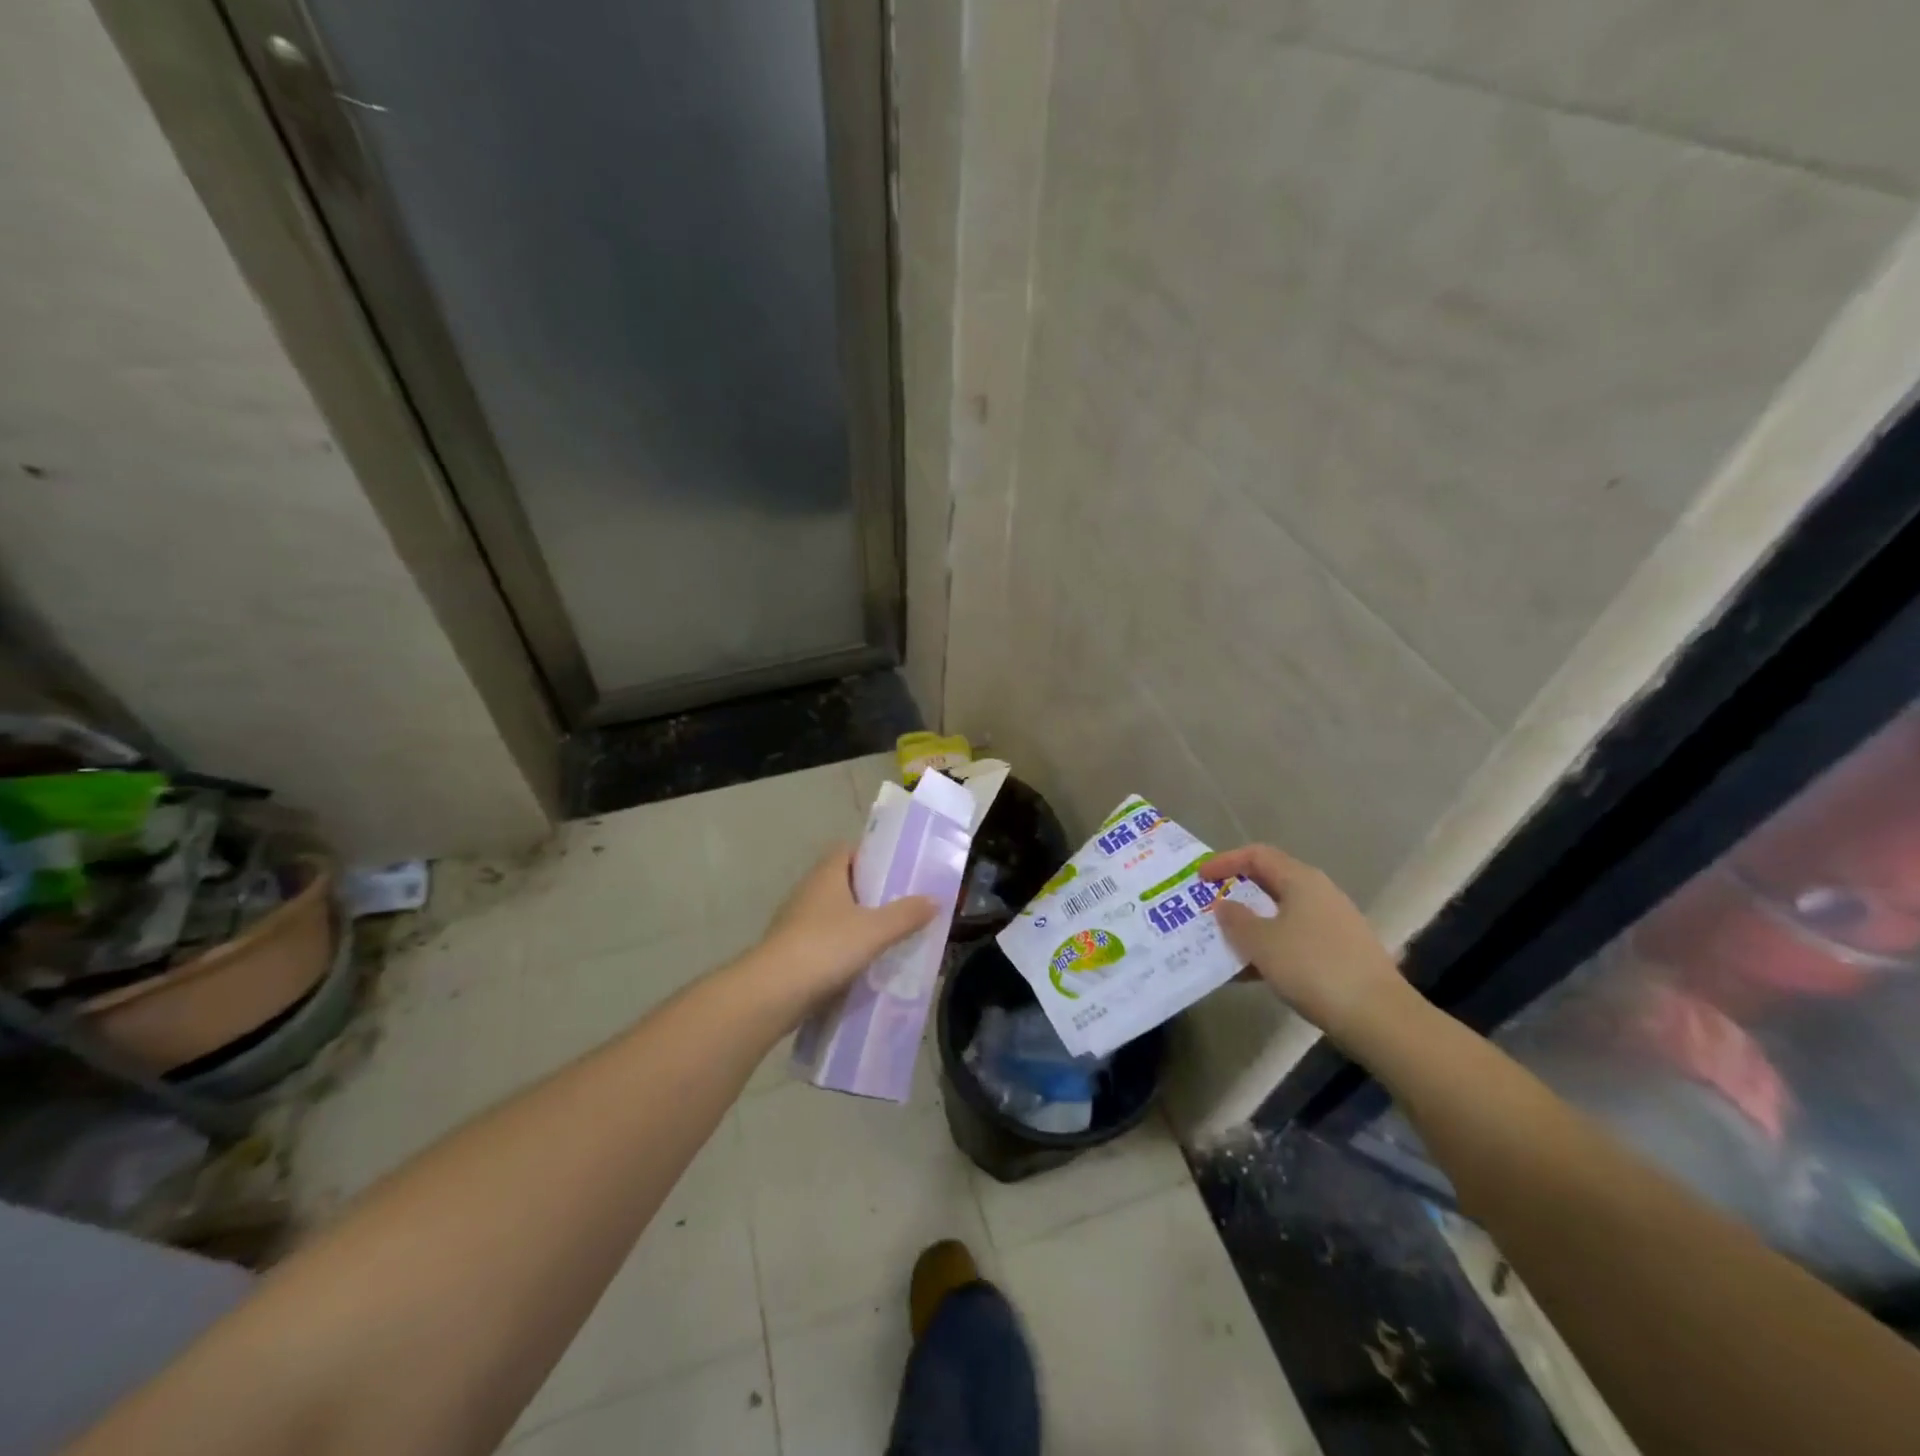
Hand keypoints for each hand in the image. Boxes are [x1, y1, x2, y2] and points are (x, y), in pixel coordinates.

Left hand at [752, 847, 936, 1012]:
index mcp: (826, 875)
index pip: (849, 850)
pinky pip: (827, 940)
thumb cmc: (825, 947)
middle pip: (845, 882)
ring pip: (836, 913)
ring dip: (859, 921)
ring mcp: (797, 922)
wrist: (773, 993)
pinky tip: (866, 962)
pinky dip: (845, 946)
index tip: (899, 868)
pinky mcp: (793, 950)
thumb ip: (906, 914)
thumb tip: (935, 899)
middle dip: (873, 891)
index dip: (873, 855)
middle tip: (905, 902)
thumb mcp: (875, 930)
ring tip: (892, 933)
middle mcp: (809, 891)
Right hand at [1199, 845, 1409, 1041]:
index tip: (1199, 878)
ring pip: (1280, 915)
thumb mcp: (1261, 942)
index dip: (1225, 861)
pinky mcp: (1340, 953)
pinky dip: (1268, 948)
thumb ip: (1236, 919)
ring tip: (1222, 944)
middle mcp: (1319, 894)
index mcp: (1301, 880)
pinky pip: (1294, 940)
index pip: (1257, 855)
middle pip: (1270, 883)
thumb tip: (1225, 905)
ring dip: (1250, 926)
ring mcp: (1333, 924)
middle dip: (1236, 895)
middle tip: (1208, 908)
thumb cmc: (1312, 967)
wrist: (1378, 1017)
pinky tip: (1250, 973)